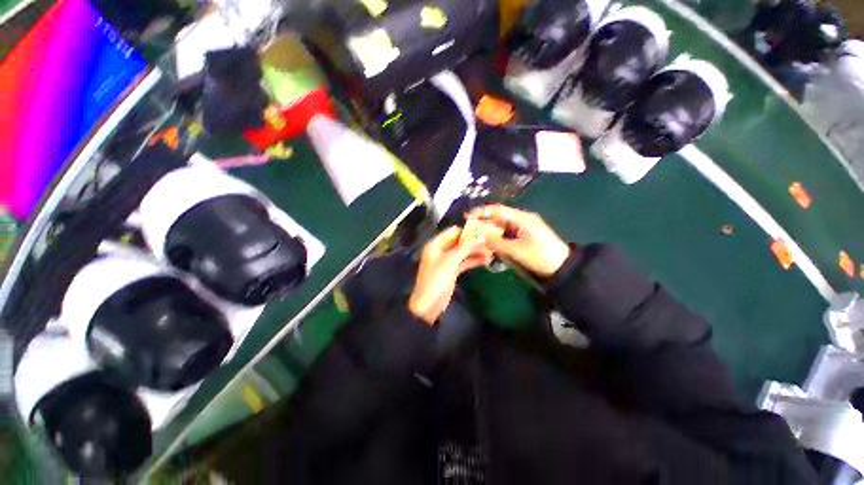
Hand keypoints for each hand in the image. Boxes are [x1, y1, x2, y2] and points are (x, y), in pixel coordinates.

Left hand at [408, 227, 492, 324]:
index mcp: (435, 244)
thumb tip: (480, 235)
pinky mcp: (452, 271)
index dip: (467, 231)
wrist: (429, 305)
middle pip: (459, 241)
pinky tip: (486, 261)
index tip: (484, 230)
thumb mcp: (450, 261)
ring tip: (491, 253)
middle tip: (491, 243)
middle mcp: (441, 250)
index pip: (453, 232)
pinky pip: (464, 262)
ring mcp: (447, 261)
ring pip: (463, 252)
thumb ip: (465, 247)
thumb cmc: (436, 279)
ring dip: (476, 252)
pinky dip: (473, 261)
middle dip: (474, 242)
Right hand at [467, 205, 569, 277]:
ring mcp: (522, 229)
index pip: (498, 210)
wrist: (561, 267)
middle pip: (498, 218)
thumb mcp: (518, 250)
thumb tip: (480, 238)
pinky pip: (506, 235)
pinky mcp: (523, 237)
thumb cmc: (541, 256)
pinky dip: (497, 239)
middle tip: (469, 231)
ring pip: (501, 228)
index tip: (468, 217)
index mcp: (522, 219)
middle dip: (483, 224)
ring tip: (476, 240)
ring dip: (489, 233)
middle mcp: (521, 221)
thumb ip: (498, 244)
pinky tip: (490, 246)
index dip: (482, 212)